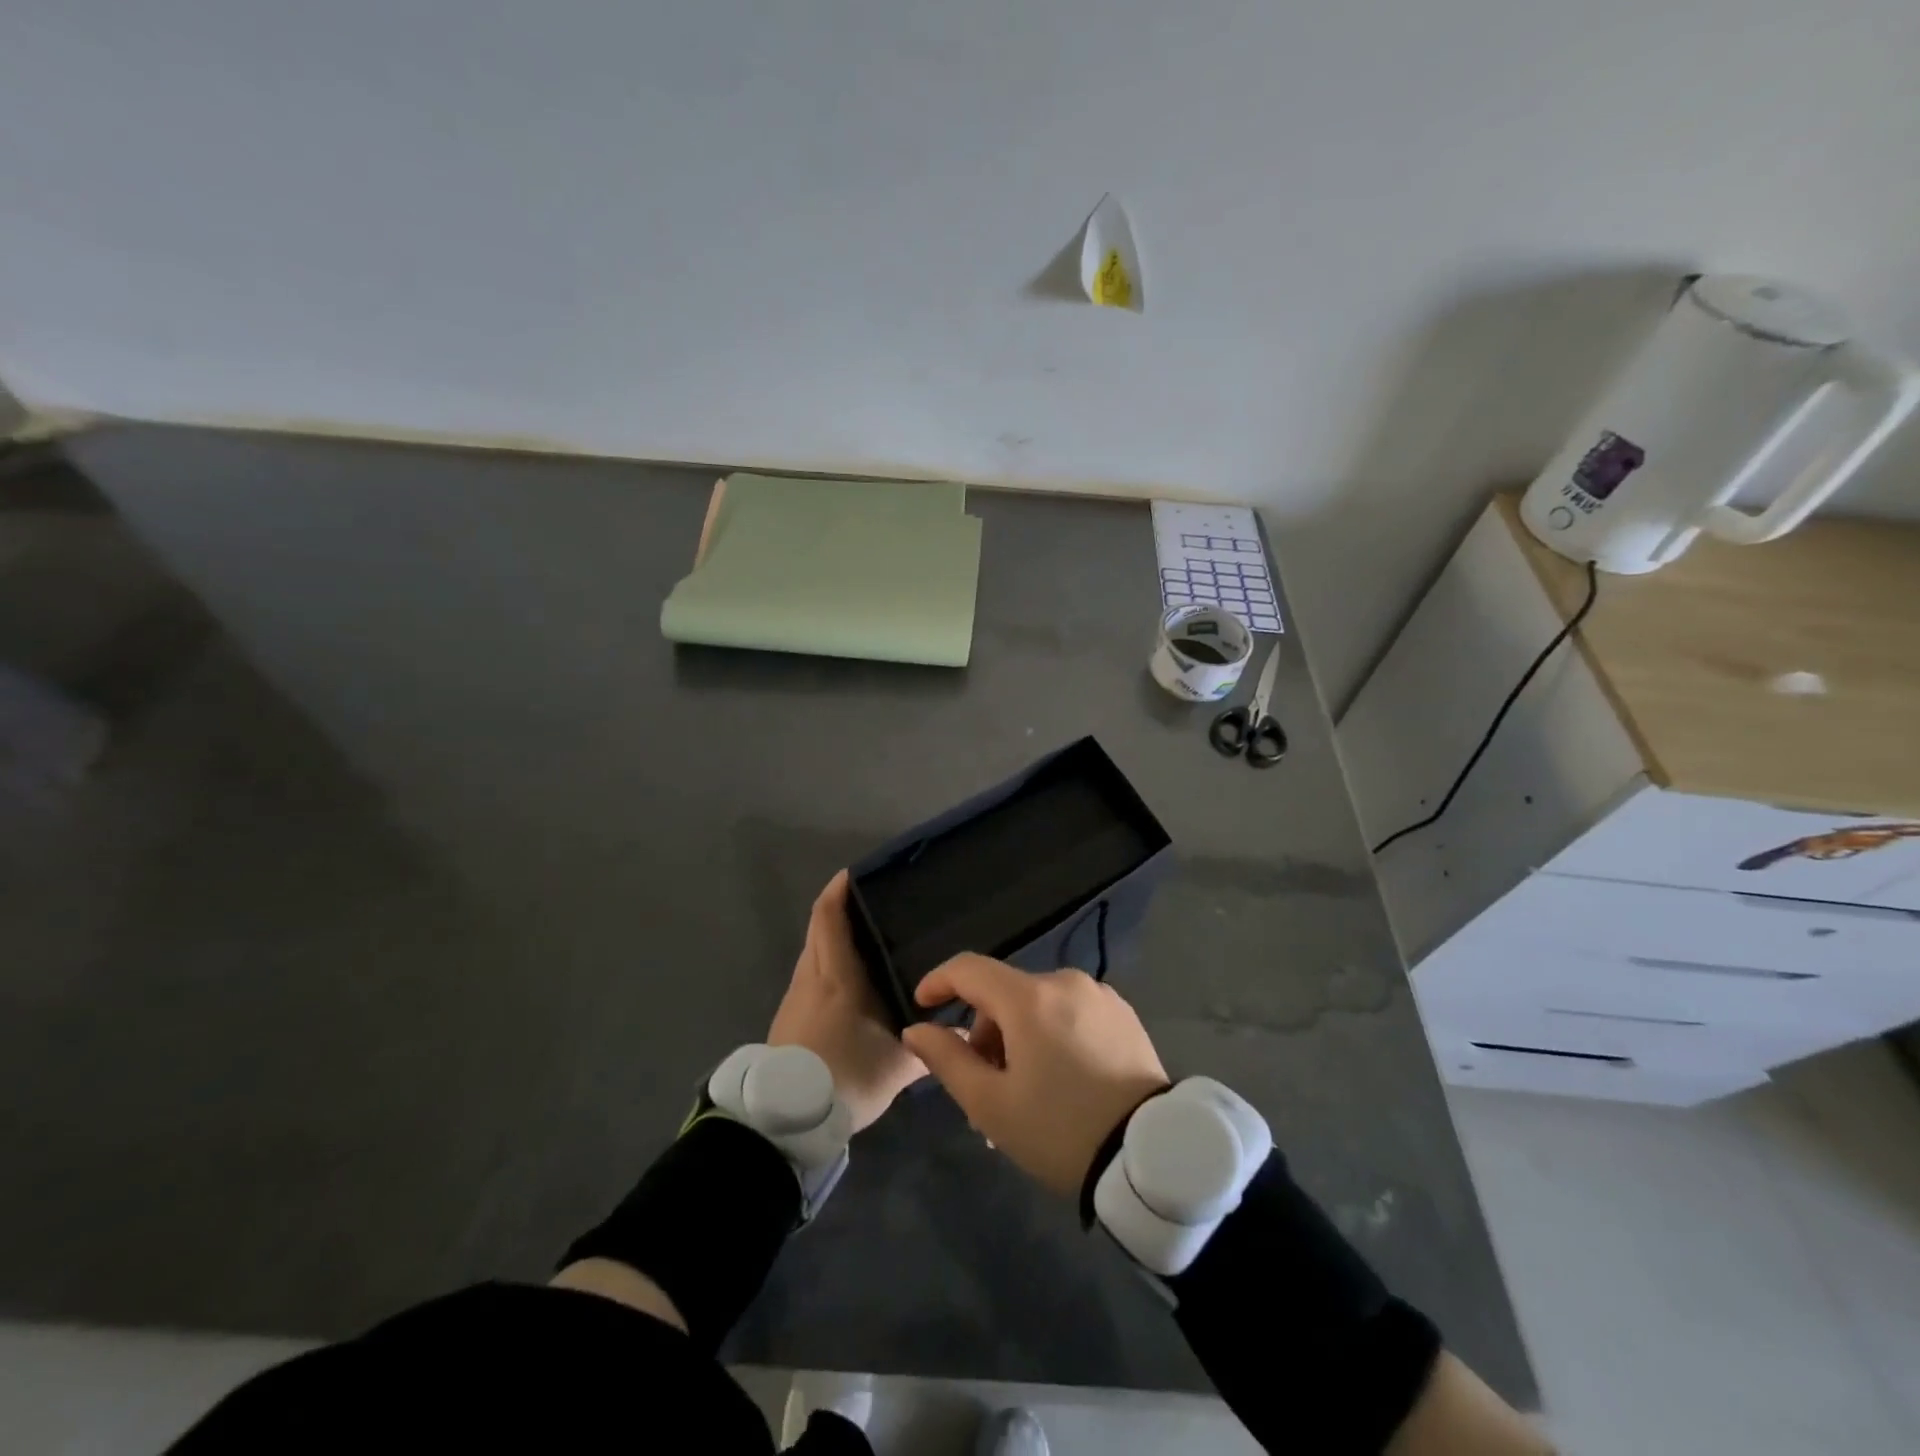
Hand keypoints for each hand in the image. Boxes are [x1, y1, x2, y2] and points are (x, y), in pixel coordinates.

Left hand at [768, 871, 925, 1133]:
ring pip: (813, 953)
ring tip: (867, 940)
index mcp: (836, 975)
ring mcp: (795, 998)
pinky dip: (827, 965)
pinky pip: (810, 976)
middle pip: (819, 929)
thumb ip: (932, 1045)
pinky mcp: (788, 1019)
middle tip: (874, 904)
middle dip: (839, 910)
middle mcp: (811, 977)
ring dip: (833, 939)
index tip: (856, 874)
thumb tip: (966, 1034)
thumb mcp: (898, 1064)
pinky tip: (851, 983)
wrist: (787, 1119)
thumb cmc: (846, 1076)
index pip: (829, 918)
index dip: (839, 891)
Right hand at [901, 956, 1169, 1197]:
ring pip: (1038, 1005)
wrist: (1151, 1155)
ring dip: (1019, 1037)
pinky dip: (1052, 1035)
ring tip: (1024, 1093)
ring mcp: (1098, 995)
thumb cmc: (1061, 1130)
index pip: (969, 969)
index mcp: (1029, 998)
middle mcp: (1064, 982)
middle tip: (984, 1087)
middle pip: (1005, 994)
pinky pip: (1070, 1013)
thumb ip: (947, 1059)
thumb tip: (917, 1029)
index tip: (923, 1006)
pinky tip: (1060, 1079)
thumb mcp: (992, 1104)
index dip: (939, 982)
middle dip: (985, 1033)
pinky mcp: (1122, 1014)